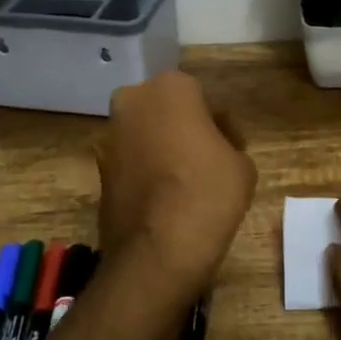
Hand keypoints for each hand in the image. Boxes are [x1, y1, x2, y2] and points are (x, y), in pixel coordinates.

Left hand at [97, 72, 256, 298]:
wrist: (157, 251)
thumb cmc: (208, 194)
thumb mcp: (242, 165)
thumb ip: (228, 143)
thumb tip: (213, 148)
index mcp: (170, 88)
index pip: (202, 96)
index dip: (219, 123)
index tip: (231, 147)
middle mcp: (132, 102)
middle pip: (166, 110)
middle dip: (184, 128)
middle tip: (208, 160)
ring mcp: (109, 136)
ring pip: (145, 134)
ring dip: (162, 149)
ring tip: (186, 184)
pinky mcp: (98, 169)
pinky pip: (131, 162)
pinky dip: (145, 172)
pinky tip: (165, 199)